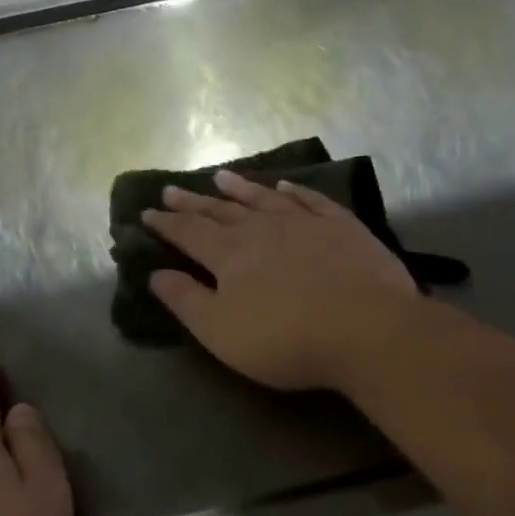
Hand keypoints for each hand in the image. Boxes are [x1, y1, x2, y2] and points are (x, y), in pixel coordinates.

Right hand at [143, 169, 419, 389]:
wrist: (367, 328)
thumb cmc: (286, 339)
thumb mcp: (221, 331)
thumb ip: (186, 301)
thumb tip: (156, 273)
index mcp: (230, 254)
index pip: (189, 232)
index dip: (166, 223)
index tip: (147, 211)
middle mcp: (263, 228)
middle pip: (221, 211)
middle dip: (194, 202)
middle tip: (172, 189)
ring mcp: (306, 223)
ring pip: (264, 198)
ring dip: (240, 188)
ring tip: (220, 176)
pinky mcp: (343, 226)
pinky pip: (311, 200)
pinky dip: (294, 191)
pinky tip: (285, 186)